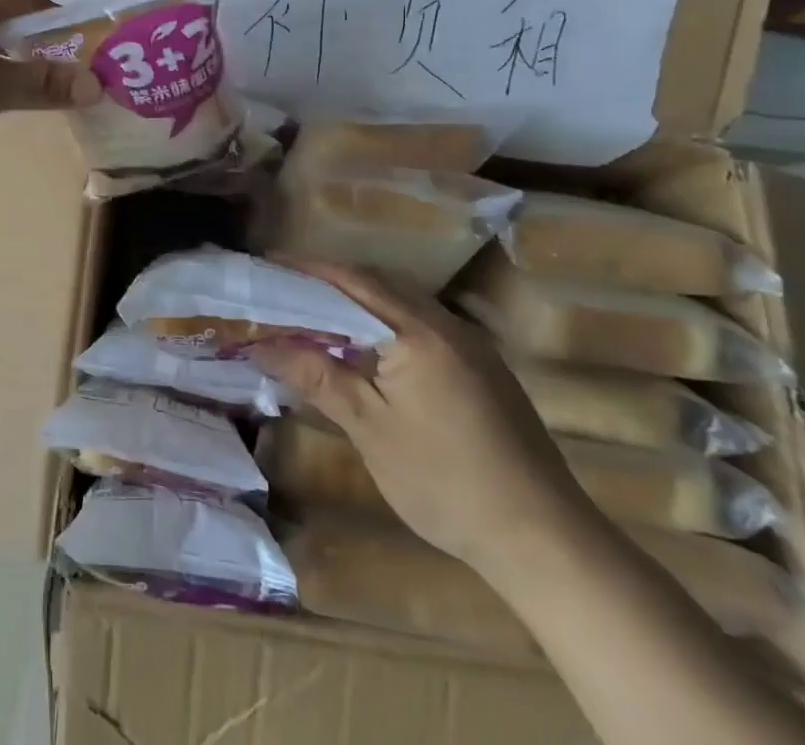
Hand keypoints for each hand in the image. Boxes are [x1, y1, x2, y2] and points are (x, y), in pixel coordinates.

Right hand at [251, 259, 592, 575]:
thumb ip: (317, 377)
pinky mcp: (483, 367)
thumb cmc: (445, 481)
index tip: (267, 266)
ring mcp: (470, 344)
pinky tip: (369, 348)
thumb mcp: (370, 429)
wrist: (544, 538)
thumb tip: (261, 345)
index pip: (351, 281)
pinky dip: (385, 321)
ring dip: (358, 299)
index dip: (306, 270)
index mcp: (416, 330)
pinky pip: (422, 323)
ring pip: (402, 301)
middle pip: (377, 283)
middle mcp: (445, 323)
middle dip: (329, 280)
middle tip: (284, 288)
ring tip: (316, 313)